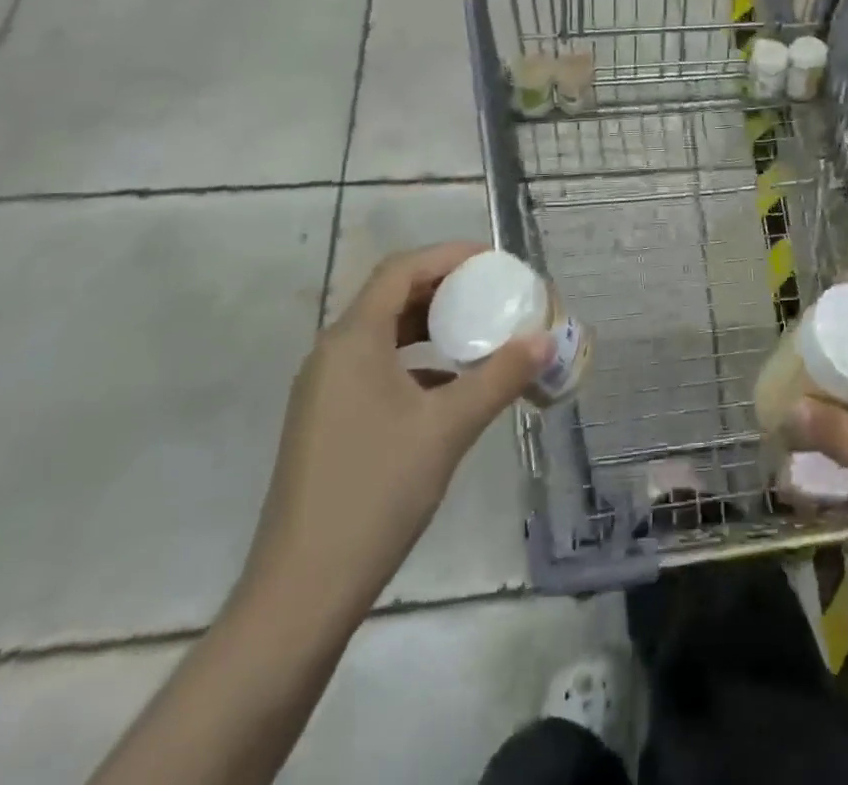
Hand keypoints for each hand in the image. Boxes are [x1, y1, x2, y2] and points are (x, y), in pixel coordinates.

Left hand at [237, 241, 553, 633]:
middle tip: (494, 293)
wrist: (302, 592)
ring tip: (480, 331)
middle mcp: (333, 354)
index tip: (494, 261)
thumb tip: (545, 340)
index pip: (401, 270)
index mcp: (353, 340)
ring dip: (432, 326)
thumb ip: (499, 377)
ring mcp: (326, 390)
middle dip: (446, 288)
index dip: (449, 256)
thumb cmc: (376, 492)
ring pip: (385, 334)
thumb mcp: (448, 427)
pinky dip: (418, 362)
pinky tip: (453, 386)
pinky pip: (378, 368)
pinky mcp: (329, 421)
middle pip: (392, 296)